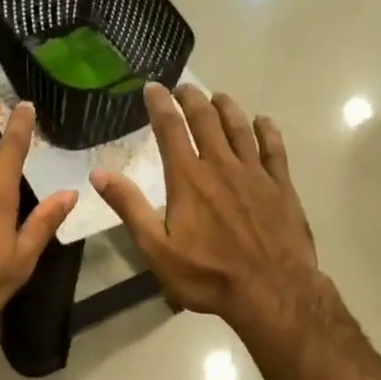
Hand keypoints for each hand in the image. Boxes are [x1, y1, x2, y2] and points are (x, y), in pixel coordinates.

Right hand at [92, 83, 321, 336]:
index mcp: (188, 178)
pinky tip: (262, 122)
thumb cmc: (207, 275)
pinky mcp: (281, 186)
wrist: (272, 292)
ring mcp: (255, 174)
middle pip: (206, 120)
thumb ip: (130, 208)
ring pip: (240, 128)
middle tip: (185, 88)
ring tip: (218, 97)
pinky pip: (274, 149)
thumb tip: (99, 174)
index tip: (153, 87)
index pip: (170, 129)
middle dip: (193, 99)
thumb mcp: (156, 248)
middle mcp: (221, 165)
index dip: (160, 104)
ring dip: (226, 108)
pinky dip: (267, 131)